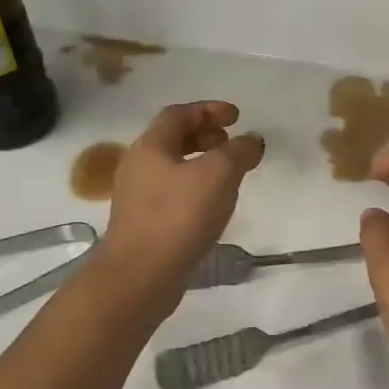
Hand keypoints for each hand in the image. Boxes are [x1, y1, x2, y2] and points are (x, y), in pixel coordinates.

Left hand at [101, 101, 264, 296]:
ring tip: (228, 174)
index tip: (236, 116)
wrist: (139, 278)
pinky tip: (212, 205)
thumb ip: (238, 151)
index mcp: (150, 146)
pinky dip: (194, 187)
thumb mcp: (218, 175)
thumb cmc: (178, 217)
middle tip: (231, 142)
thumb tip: (251, 140)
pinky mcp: (142, 224)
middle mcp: (138, 166)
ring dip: (201, 163)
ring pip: (173, 167)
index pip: (178, 114)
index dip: (209, 110)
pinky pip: (171, 193)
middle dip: (205, 135)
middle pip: (172, 139)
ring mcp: (136, 197)